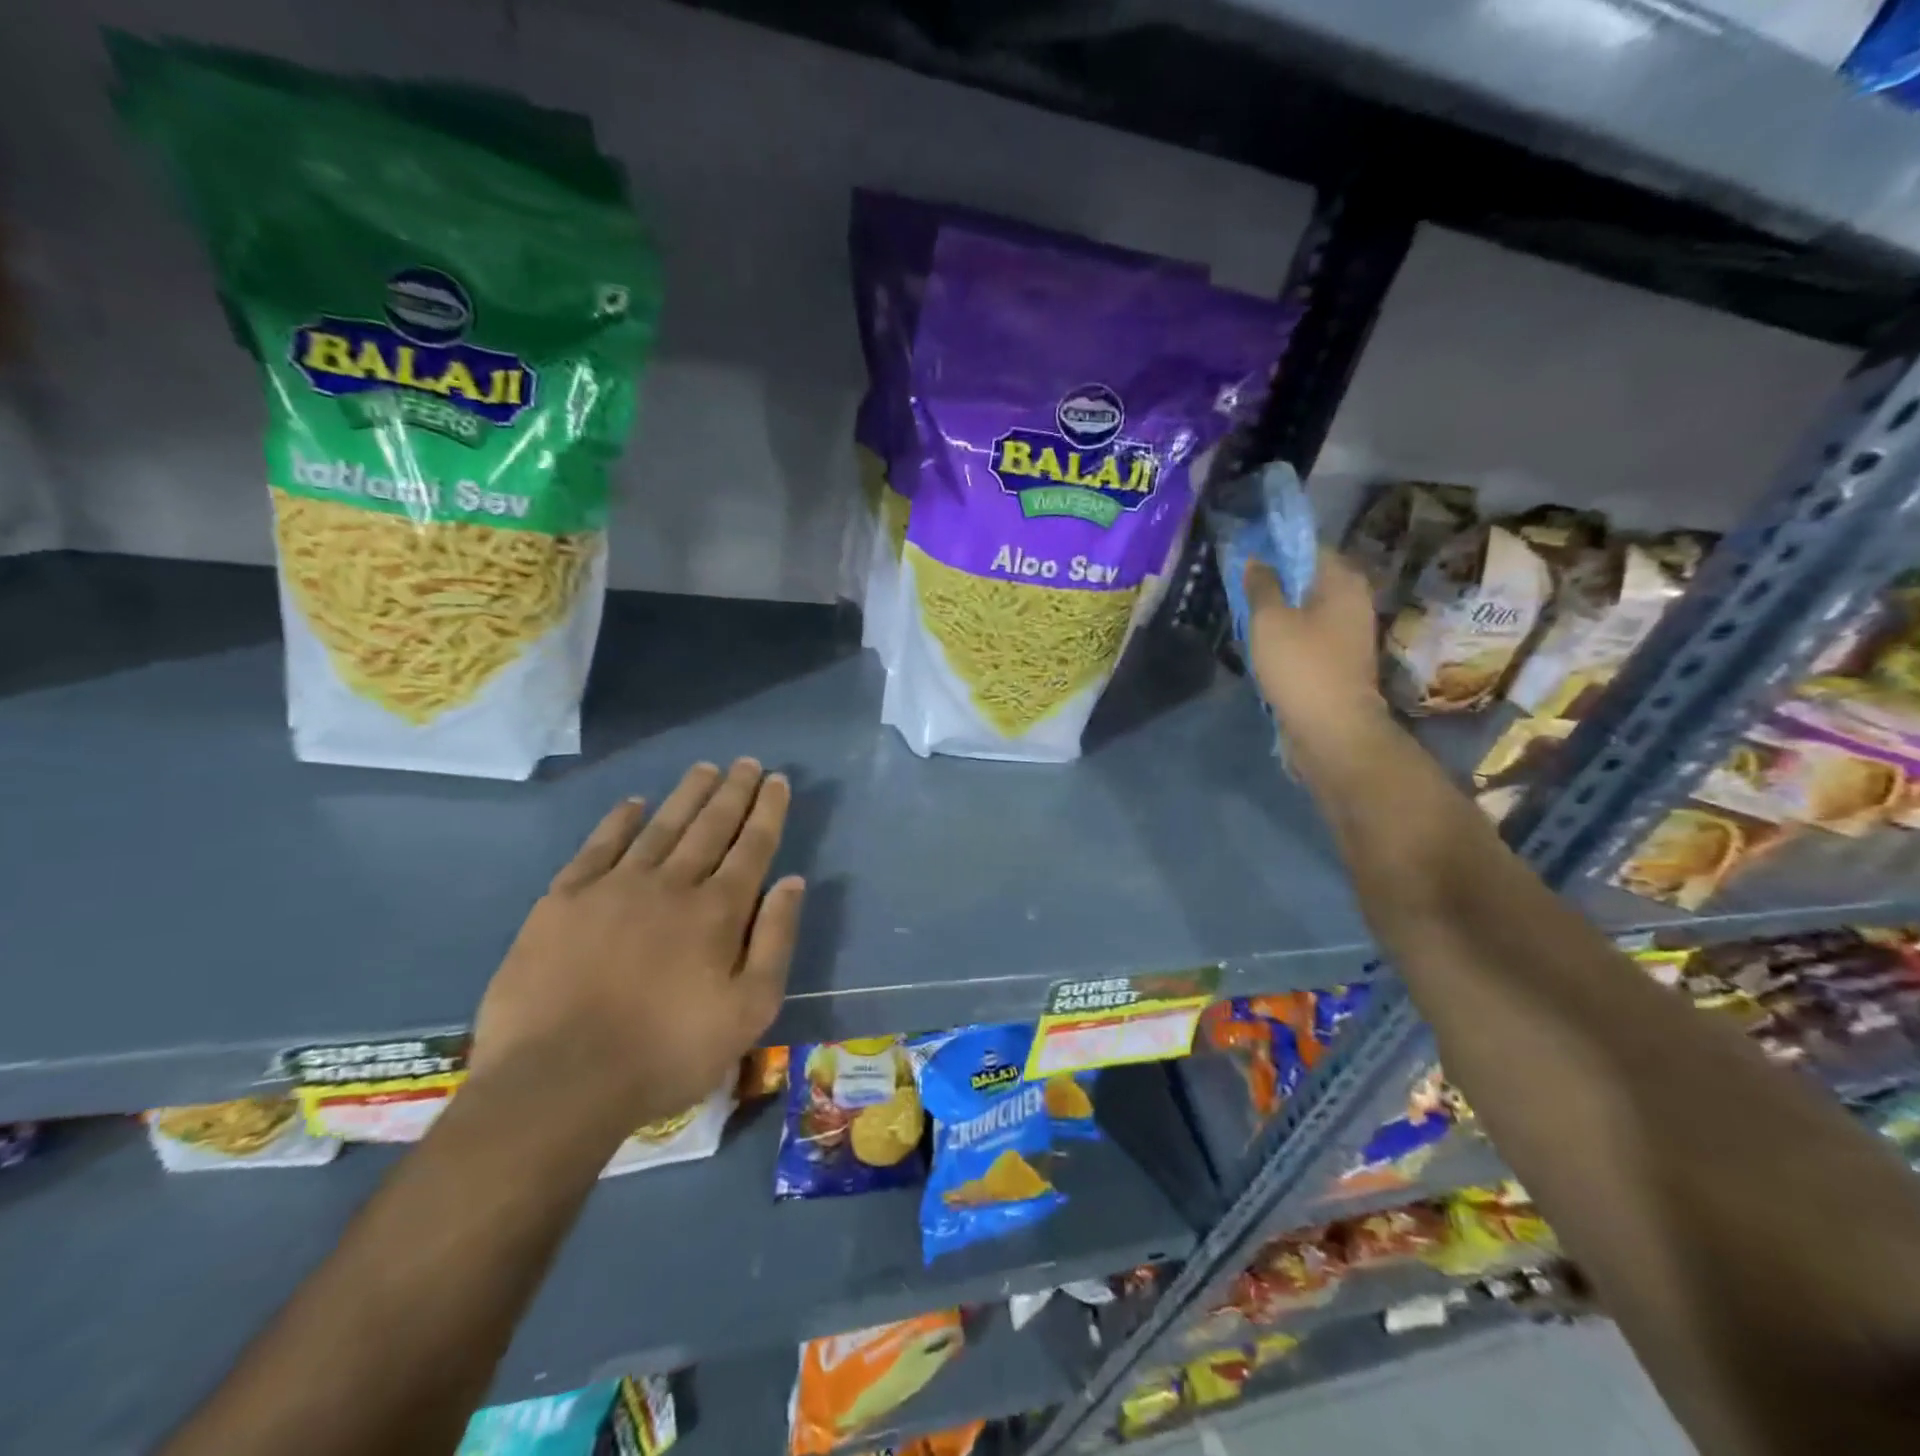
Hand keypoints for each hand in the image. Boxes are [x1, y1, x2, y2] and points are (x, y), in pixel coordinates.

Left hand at [470, 759, 804, 1132]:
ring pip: (661, 826)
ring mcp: (614, 887)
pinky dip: (619, 821)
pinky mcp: (564, 900)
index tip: (777, 779)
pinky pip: (599, 846)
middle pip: (710, 825)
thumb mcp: (749, 1011)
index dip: (767, 810)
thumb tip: (792, 881)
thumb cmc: (666, 1053)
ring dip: (686, 795)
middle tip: (747, 762)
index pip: (752, 846)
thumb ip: (775, 940)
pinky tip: (633, 803)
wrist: (558, 1082)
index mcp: (718, 911)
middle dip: (733, 791)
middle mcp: (671, 884)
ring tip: (705, 768)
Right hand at [1244, 548, 1386, 744]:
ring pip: (1306, 608)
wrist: (1331, 729)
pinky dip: (1286, 633)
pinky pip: (1308, 634)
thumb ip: (1261, 585)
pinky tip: (1261, 641)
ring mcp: (1348, 633)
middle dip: (1275, 580)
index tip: (1245, 553)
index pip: (1309, 547)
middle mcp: (1353, 601)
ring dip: (1278, 609)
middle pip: (1308, 578)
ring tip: (1245, 613)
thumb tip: (1256, 560)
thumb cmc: (1301, 666)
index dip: (1276, 547)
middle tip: (1239, 585)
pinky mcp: (1338, 659)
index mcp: (1343, 581)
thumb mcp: (1270, 620)